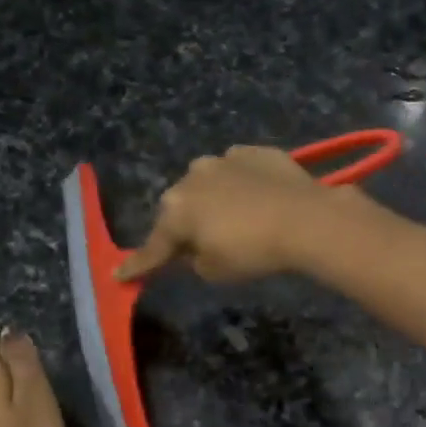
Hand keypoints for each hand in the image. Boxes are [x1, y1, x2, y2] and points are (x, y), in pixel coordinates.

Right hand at [116, 145, 347, 282]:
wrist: (306, 219)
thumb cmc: (254, 252)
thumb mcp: (215, 271)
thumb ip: (194, 260)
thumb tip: (194, 248)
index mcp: (176, 211)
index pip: (154, 246)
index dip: (139, 264)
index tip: (119, 275)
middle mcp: (192, 177)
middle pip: (181, 208)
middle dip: (186, 225)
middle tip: (202, 244)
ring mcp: (224, 159)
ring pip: (208, 184)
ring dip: (214, 200)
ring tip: (237, 218)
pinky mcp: (254, 151)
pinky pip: (238, 171)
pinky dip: (241, 185)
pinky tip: (259, 199)